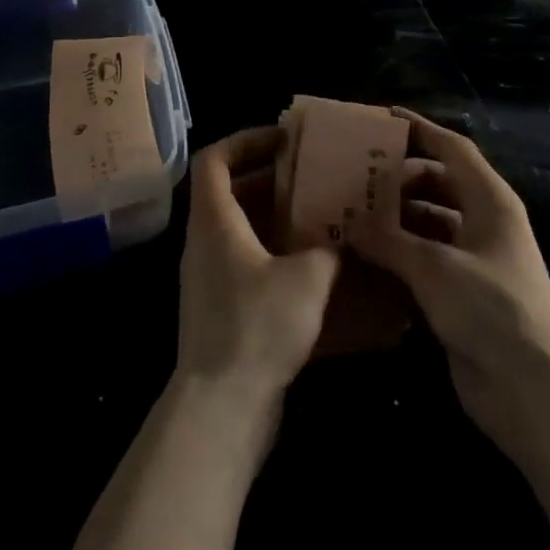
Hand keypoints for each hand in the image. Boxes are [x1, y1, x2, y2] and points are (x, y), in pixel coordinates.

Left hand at [176, 128, 340, 420]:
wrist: (222, 410)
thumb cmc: (257, 327)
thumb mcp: (307, 278)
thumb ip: (328, 248)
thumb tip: (345, 236)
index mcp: (214, 220)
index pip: (213, 158)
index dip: (244, 139)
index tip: (282, 140)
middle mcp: (204, 242)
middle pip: (229, 191)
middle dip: (271, 178)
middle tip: (312, 176)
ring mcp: (209, 277)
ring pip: (240, 228)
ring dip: (276, 217)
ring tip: (320, 214)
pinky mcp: (220, 308)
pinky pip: (246, 261)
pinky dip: (274, 252)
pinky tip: (312, 266)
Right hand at [345, 109, 549, 459]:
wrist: (534, 391)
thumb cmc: (490, 309)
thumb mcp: (434, 267)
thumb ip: (388, 240)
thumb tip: (349, 222)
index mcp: (490, 200)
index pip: (452, 148)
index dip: (420, 129)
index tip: (383, 117)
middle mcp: (484, 222)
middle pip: (439, 183)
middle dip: (400, 176)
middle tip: (357, 171)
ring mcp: (476, 259)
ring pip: (430, 222)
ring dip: (396, 218)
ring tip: (352, 211)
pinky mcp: (464, 293)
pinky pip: (426, 259)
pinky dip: (400, 253)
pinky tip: (366, 255)